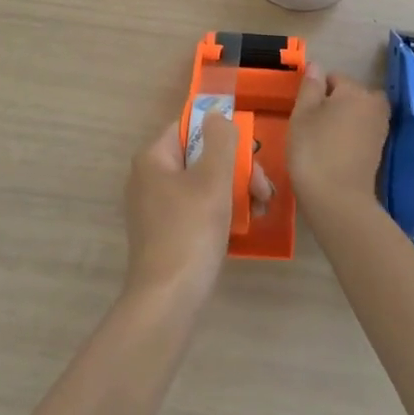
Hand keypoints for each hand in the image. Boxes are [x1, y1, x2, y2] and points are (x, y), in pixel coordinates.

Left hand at [123, 114, 271, 306]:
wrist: (168, 299)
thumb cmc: (191, 230)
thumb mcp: (213, 178)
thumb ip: (220, 139)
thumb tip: (217, 115)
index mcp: (153, 158)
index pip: (190, 127)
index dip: (222, 135)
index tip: (249, 155)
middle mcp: (149, 178)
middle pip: (200, 156)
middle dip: (237, 169)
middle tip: (264, 190)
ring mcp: (156, 208)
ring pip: (203, 184)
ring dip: (235, 191)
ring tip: (261, 210)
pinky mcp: (165, 233)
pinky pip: (198, 209)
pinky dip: (221, 212)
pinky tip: (245, 226)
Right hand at [286, 65, 390, 214]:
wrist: (337, 199)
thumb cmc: (314, 150)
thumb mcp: (302, 113)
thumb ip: (310, 86)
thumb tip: (316, 66)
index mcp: (355, 91)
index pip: (333, 78)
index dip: (315, 91)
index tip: (303, 111)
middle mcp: (373, 105)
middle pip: (350, 94)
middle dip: (334, 103)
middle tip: (313, 124)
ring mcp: (380, 129)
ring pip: (357, 113)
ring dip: (343, 119)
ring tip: (322, 138)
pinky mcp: (379, 150)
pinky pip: (362, 132)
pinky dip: (350, 136)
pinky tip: (334, 151)